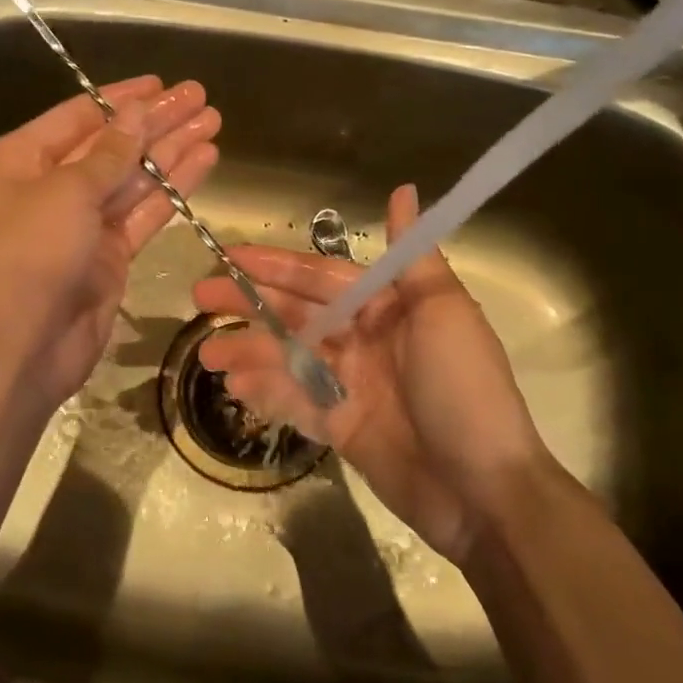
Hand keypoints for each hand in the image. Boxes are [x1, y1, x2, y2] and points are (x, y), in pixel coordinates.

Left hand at [0, 75, 219, 411]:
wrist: (20, 344)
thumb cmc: (30, 252)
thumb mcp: (66, 190)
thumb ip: (109, 152)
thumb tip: (137, 112)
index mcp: (20, 160)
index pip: (78, 116)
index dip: (121, 98)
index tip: (161, 83)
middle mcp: (49, 187)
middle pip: (111, 145)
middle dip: (155, 122)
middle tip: (200, 97)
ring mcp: (81, 224)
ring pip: (133, 178)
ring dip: (171, 151)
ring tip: (213, 122)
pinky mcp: (108, 256)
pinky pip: (144, 213)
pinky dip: (172, 190)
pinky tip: (204, 162)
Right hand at [192, 184, 543, 563]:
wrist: (484, 492)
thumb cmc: (463, 390)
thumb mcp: (444, 313)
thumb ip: (414, 256)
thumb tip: (404, 190)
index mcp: (389, 308)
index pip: (322, 277)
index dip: (276, 266)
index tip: (229, 256)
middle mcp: (365, 340)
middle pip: (297, 315)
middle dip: (249, 304)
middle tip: (198, 299)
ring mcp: (350, 386)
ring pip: (288, 358)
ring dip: (248, 350)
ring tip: (207, 353)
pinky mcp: (340, 428)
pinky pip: (295, 402)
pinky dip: (265, 391)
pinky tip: (234, 384)